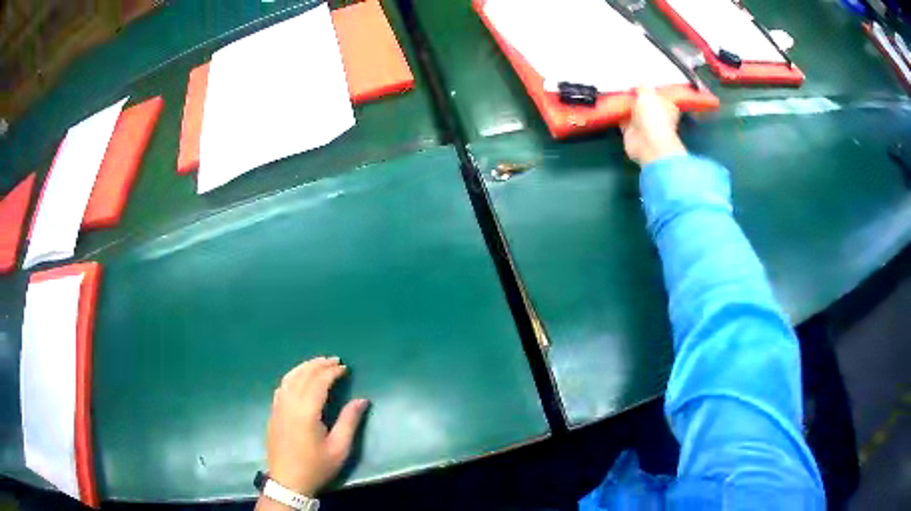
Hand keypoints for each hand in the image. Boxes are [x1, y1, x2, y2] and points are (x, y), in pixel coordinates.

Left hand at [264, 357, 368, 497]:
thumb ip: (350, 421)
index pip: (318, 382)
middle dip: (318, 365)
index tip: (345, 367)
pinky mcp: (273, 412)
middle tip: (334, 360)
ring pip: (289, 378)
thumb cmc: (317, 466)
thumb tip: (362, 399)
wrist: (288, 481)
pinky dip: (293, 376)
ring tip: (318, 363)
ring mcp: (278, 407)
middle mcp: (289, 404)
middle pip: (302, 376)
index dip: (332, 372)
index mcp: (306, 412)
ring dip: (304, 367)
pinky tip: (300, 378)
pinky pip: (282, 386)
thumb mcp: (339, 448)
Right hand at [622, 87, 686, 165]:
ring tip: (617, 96)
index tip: (641, 84)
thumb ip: (643, 87)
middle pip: (644, 104)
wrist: (648, 142)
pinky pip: (622, 121)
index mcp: (667, 107)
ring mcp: (644, 125)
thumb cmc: (655, 118)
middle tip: (626, 89)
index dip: (650, 90)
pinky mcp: (631, 132)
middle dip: (636, 98)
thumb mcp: (648, 93)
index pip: (659, 96)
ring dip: (626, 106)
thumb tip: (639, 86)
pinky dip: (617, 115)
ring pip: (633, 112)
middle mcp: (656, 117)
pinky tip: (612, 108)